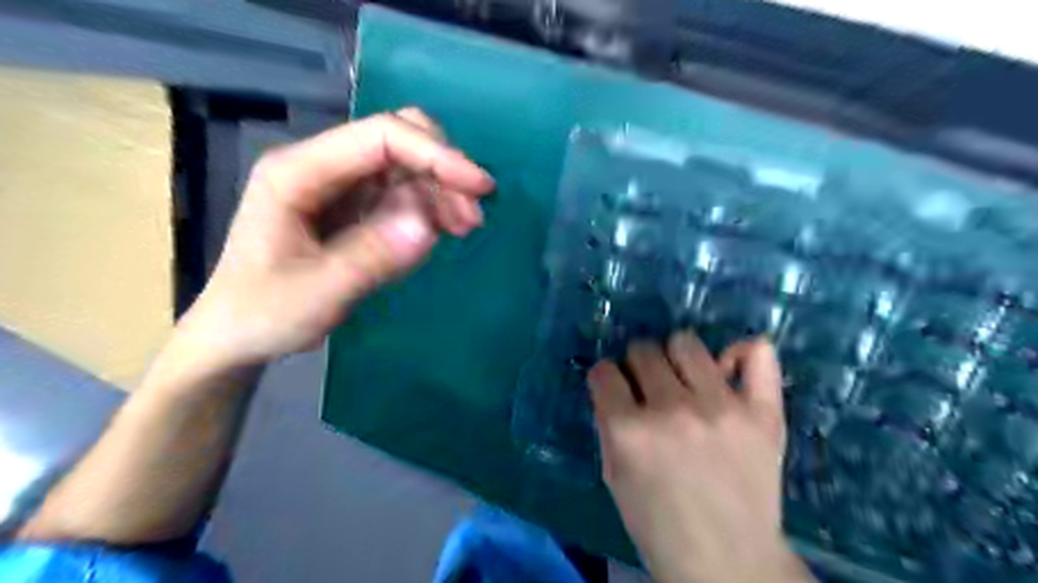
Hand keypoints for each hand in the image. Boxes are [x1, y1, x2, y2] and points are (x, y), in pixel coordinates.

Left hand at [173, 109, 493, 370]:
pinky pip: (403, 192)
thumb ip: (371, 258)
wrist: (238, 334)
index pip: (380, 137)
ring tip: (464, 228)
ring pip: (406, 164)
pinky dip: (430, 206)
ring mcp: (339, 185)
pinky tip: (444, 230)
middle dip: (442, 168)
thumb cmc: (264, 313)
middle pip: (397, 137)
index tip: (479, 187)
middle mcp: (321, 166)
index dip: (436, 154)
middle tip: (471, 214)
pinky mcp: (353, 207)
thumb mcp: (316, 294)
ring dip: (442, 190)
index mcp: (298, 172)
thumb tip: (429, 226)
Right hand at [593, 332, 809, 582]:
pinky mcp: (762, 413)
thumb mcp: (614, 475)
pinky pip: (758, 353)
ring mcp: (721, 408)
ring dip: (677, 358)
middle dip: (638, 367)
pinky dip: (743, 354)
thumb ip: (609, 424)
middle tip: (649, 389)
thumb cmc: (659, 524)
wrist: (729, 562)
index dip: (605, 380)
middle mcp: (672, 410)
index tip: (614, 389)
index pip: (604, 372)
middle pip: (643, 350)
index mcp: (629, 431)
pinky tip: (730, 370)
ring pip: (686, 342)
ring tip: (685, 381)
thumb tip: (615, 385)